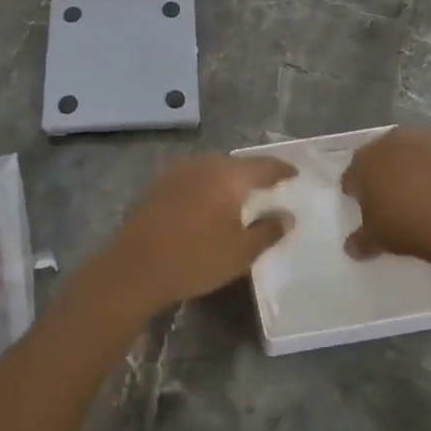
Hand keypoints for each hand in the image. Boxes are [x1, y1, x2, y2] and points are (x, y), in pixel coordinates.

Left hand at [100, 154, 296, 315]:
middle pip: (236, 164)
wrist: (135, 267)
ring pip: (212, 169)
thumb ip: (268, 230)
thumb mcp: (241, 252)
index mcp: (228, 175)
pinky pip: (194, 178)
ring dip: (228, 180)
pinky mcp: (159, 184)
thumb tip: (288, 216)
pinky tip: (209, 204)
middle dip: (253, 174)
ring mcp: (178, 171)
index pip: (263, 166)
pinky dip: (207, 186)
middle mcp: (204, 164)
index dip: (281, 170)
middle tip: (269, 187)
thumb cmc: (196, 258)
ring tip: (241, 196)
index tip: (295, 174)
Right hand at [343, 127, 430, 267]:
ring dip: (424, 167)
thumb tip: (352, 247)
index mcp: (366, 160)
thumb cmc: (407, 225)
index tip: (364, 205)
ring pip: (423, 152)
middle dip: (390, 172)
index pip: (354, 173)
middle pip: (388, 155)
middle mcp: (396, 140)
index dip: (358, 189)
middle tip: (398, 198)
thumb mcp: (377, 238)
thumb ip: (362, 240)